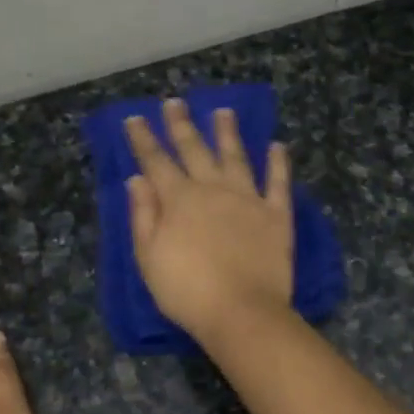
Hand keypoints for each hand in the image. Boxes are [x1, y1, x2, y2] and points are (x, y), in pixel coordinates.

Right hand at [124, 99, 294, 343]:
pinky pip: (278, 182)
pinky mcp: (276, 215)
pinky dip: (278, 163)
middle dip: (181, 125)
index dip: (143, 140)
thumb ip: (143, 215)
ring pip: (236, 157)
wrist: (242, 311)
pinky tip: (277, 146)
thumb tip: (137, 179)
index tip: (135, 118)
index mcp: (179, 200)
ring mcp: (248, 199)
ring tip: (224, 111)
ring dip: (228, 133)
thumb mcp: (149, 257)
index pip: (156, 162)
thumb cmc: (187, 290)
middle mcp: (213, 189)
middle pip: (194, 150)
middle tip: (174, 103)